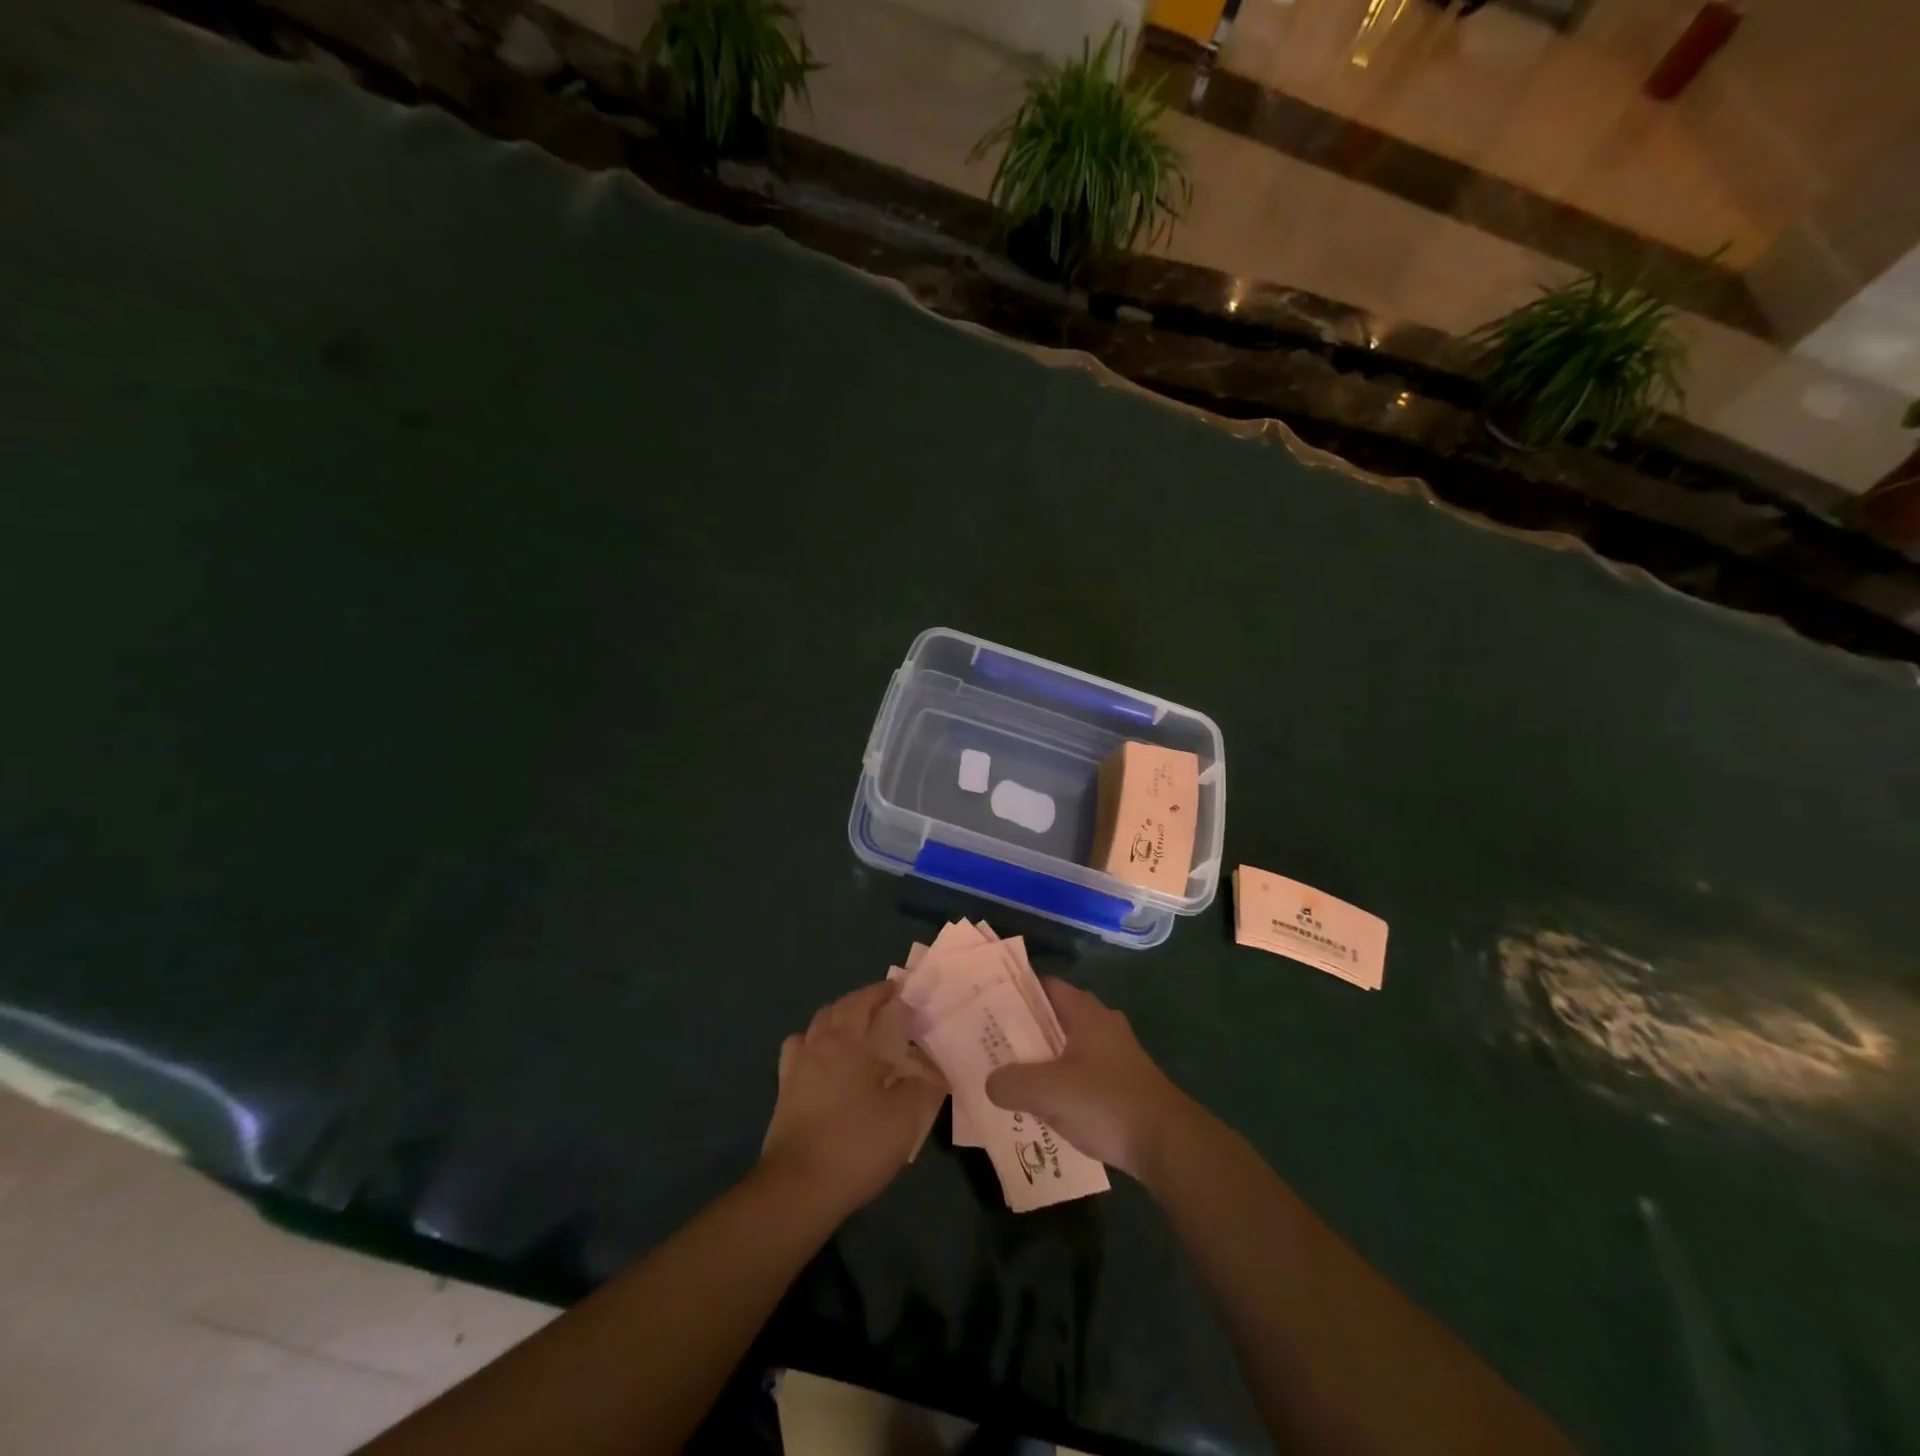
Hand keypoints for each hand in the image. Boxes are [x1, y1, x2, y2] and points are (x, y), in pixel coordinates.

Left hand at [759, 982, 943, 1214]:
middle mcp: (816, 1046)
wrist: (797, 1191)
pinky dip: (813, 1049)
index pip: (862, 1001)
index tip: (900, 989)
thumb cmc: (855, 1144)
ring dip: (834, 1023)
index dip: (881, 991)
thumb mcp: (905, 1116)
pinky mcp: (783, 1097)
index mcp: (845, 1041)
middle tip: (884, 1011)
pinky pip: (798, 1056)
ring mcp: (794, 1071)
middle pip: (835, 1010)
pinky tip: (826, 1068)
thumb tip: (935, 1068)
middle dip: (859, 1004)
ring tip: (854, 1035)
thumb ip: (925, 1086)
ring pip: (813, 1030)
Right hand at [984, 979, 1193, 1179]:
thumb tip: (991, 1082)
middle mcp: (1103, 1025)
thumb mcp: (1049, 1091)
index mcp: (1087, 1013)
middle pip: (1056, 1019)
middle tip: (993, 1044)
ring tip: (1011, 1079)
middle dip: (1026, 1031)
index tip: (990, 1005)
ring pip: (1069, 1050)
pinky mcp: (1124, 1086)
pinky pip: (1083, 1076)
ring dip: (1044, 1062)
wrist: (1169, 1144)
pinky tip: (1045, 1108)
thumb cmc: (1107, 1102)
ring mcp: (1117, 1056)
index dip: (1018, 993)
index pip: (1046, 987)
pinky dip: (1063, 1086)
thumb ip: (1012, 1082)